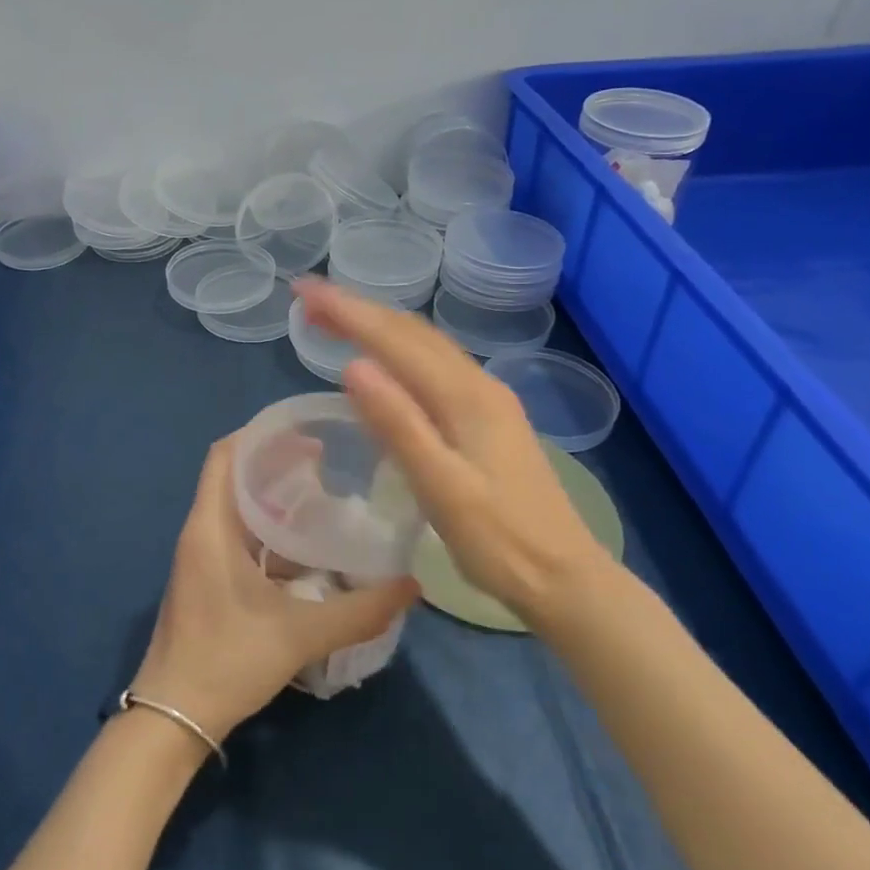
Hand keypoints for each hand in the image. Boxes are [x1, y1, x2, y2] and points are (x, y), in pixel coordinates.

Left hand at [132, 435, 418, 741]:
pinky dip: (267, 530)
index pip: (225, 454)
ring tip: (322, 497)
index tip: (305, 432)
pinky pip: (236, 536)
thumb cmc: (228, 661)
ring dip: (272, 498)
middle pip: (233, 476)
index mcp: (210, 526)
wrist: (173, 717)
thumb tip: (412, 586)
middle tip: (326, 462)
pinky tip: (304, 549)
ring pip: (235, 508)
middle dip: (275, 463)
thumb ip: (359, 611)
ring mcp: (200, 557)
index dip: (260, 434)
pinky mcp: (205, 579)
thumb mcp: (300, 634)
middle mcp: (200, 531)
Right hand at [297, 279, 611, 630]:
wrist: (566, 578)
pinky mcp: (488, 417)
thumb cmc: (500, 541)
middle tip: (308, 301)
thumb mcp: (441, 488)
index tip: (302, 291)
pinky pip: (434, 364)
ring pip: (424, 344)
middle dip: (357, 310)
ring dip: (378, 326)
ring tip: (334, 321)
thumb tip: (352, 365)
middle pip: (410, 332)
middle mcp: (477, 384)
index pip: (394, 339)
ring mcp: (486, 399)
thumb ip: (398, 425)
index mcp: (465, 396)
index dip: (346, 311)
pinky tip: (384, 362)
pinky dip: (398, 349)